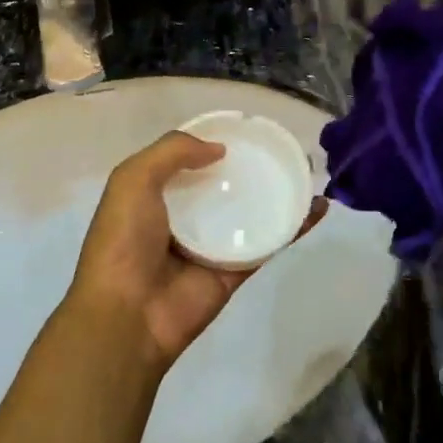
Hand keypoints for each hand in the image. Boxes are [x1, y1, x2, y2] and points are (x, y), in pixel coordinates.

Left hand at [68, 131, 325, 372]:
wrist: (129, 315)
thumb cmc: (124, 241)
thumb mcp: (133, 179)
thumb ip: (172, 152)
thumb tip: (218, 150)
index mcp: (155, 194)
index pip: (188, 160)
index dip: (213, 141)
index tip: (244, 127)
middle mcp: (184, 216)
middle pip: (224, 184)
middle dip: (249, 165)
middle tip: (282, 147)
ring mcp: (213, 244)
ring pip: (251, 210)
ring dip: (278, 191)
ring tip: (307, 170)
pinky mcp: (237, 269)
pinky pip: (269, 242)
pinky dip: (294, 226)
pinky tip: (317, 207)